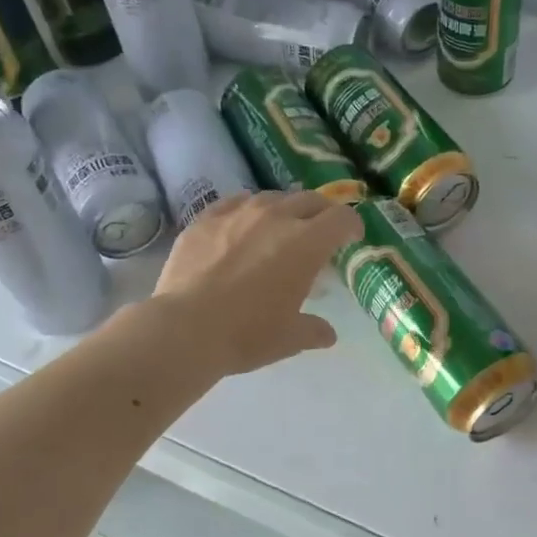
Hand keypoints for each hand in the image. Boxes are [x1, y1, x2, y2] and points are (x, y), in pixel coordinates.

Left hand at [154, 190, 362, 374]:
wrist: (185, 328)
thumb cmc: (247, 334)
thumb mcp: (289, 338)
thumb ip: (313, 330)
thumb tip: (327, 334)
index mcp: (306, 244)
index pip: (341, 218)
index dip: (351, 226)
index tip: (352, 237)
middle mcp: (276, 217)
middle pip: (309, 200)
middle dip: (321, 213)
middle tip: (320, 231)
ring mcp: (238, 213)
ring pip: (271, 197)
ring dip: (284, 209)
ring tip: (279, 227)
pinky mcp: (206, 218)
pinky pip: (235, 202)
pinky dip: (247, 209)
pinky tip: (241, 224)